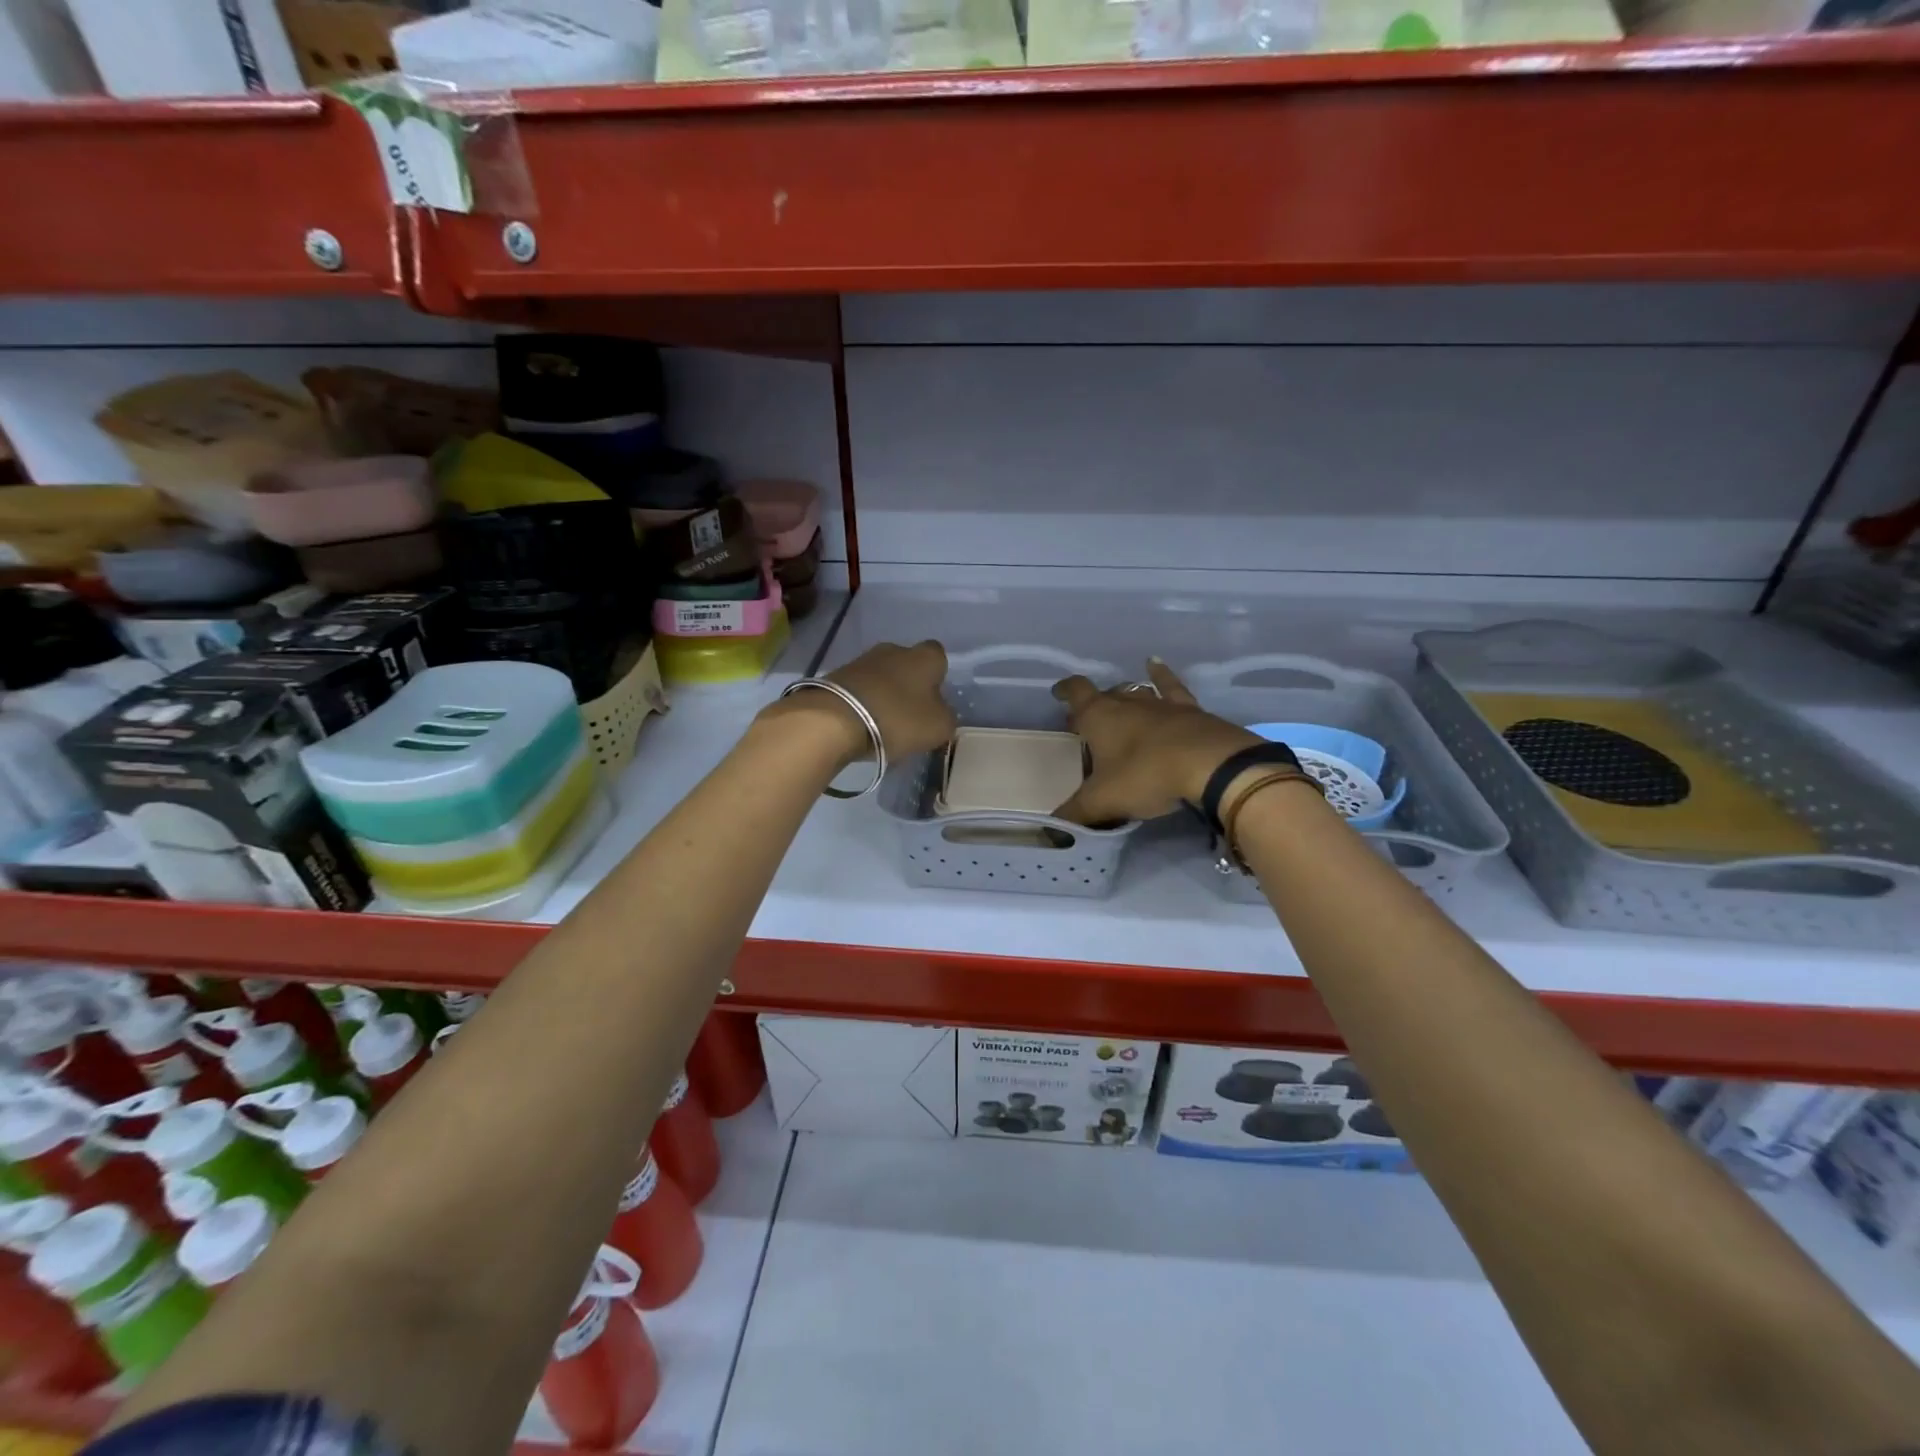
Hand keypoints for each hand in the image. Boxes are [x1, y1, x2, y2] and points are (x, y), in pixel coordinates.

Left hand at [762, 640, 954, 764]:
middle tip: (909, 715)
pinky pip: (859, 688)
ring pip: (882, 676)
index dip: (938, 677)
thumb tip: (939, 712)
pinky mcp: (837, 676)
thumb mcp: (938, 727)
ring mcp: (862, 660)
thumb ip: (946, 717)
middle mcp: (894, 649)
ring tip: (883, 723)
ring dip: (884, 694)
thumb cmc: (897, 718)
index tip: (934, 700)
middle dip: (909, 685)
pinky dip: (863, 703)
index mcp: (924, 656)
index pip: (939, 656)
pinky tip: (861, 724)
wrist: (835, 719)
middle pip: (907, 664)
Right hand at [1052, 659, 1260, 824]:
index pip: (1076, 692)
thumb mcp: (1103, 801)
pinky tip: (1156, 665)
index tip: (1058, 694)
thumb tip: (1052, 828)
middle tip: (1088, 725)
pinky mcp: (1190, 710)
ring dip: (1125, 699)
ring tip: (1119, 706)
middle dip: (1094, 706)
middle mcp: (1127, 702)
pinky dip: (1161, 675)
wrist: (1210, 766)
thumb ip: (1076, 813)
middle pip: (1105, 695)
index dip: (1065, 691)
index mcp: (1099, 716)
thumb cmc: (1146, 776)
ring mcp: (1160, 704)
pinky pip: (1171, 687)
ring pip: (1135, 693)